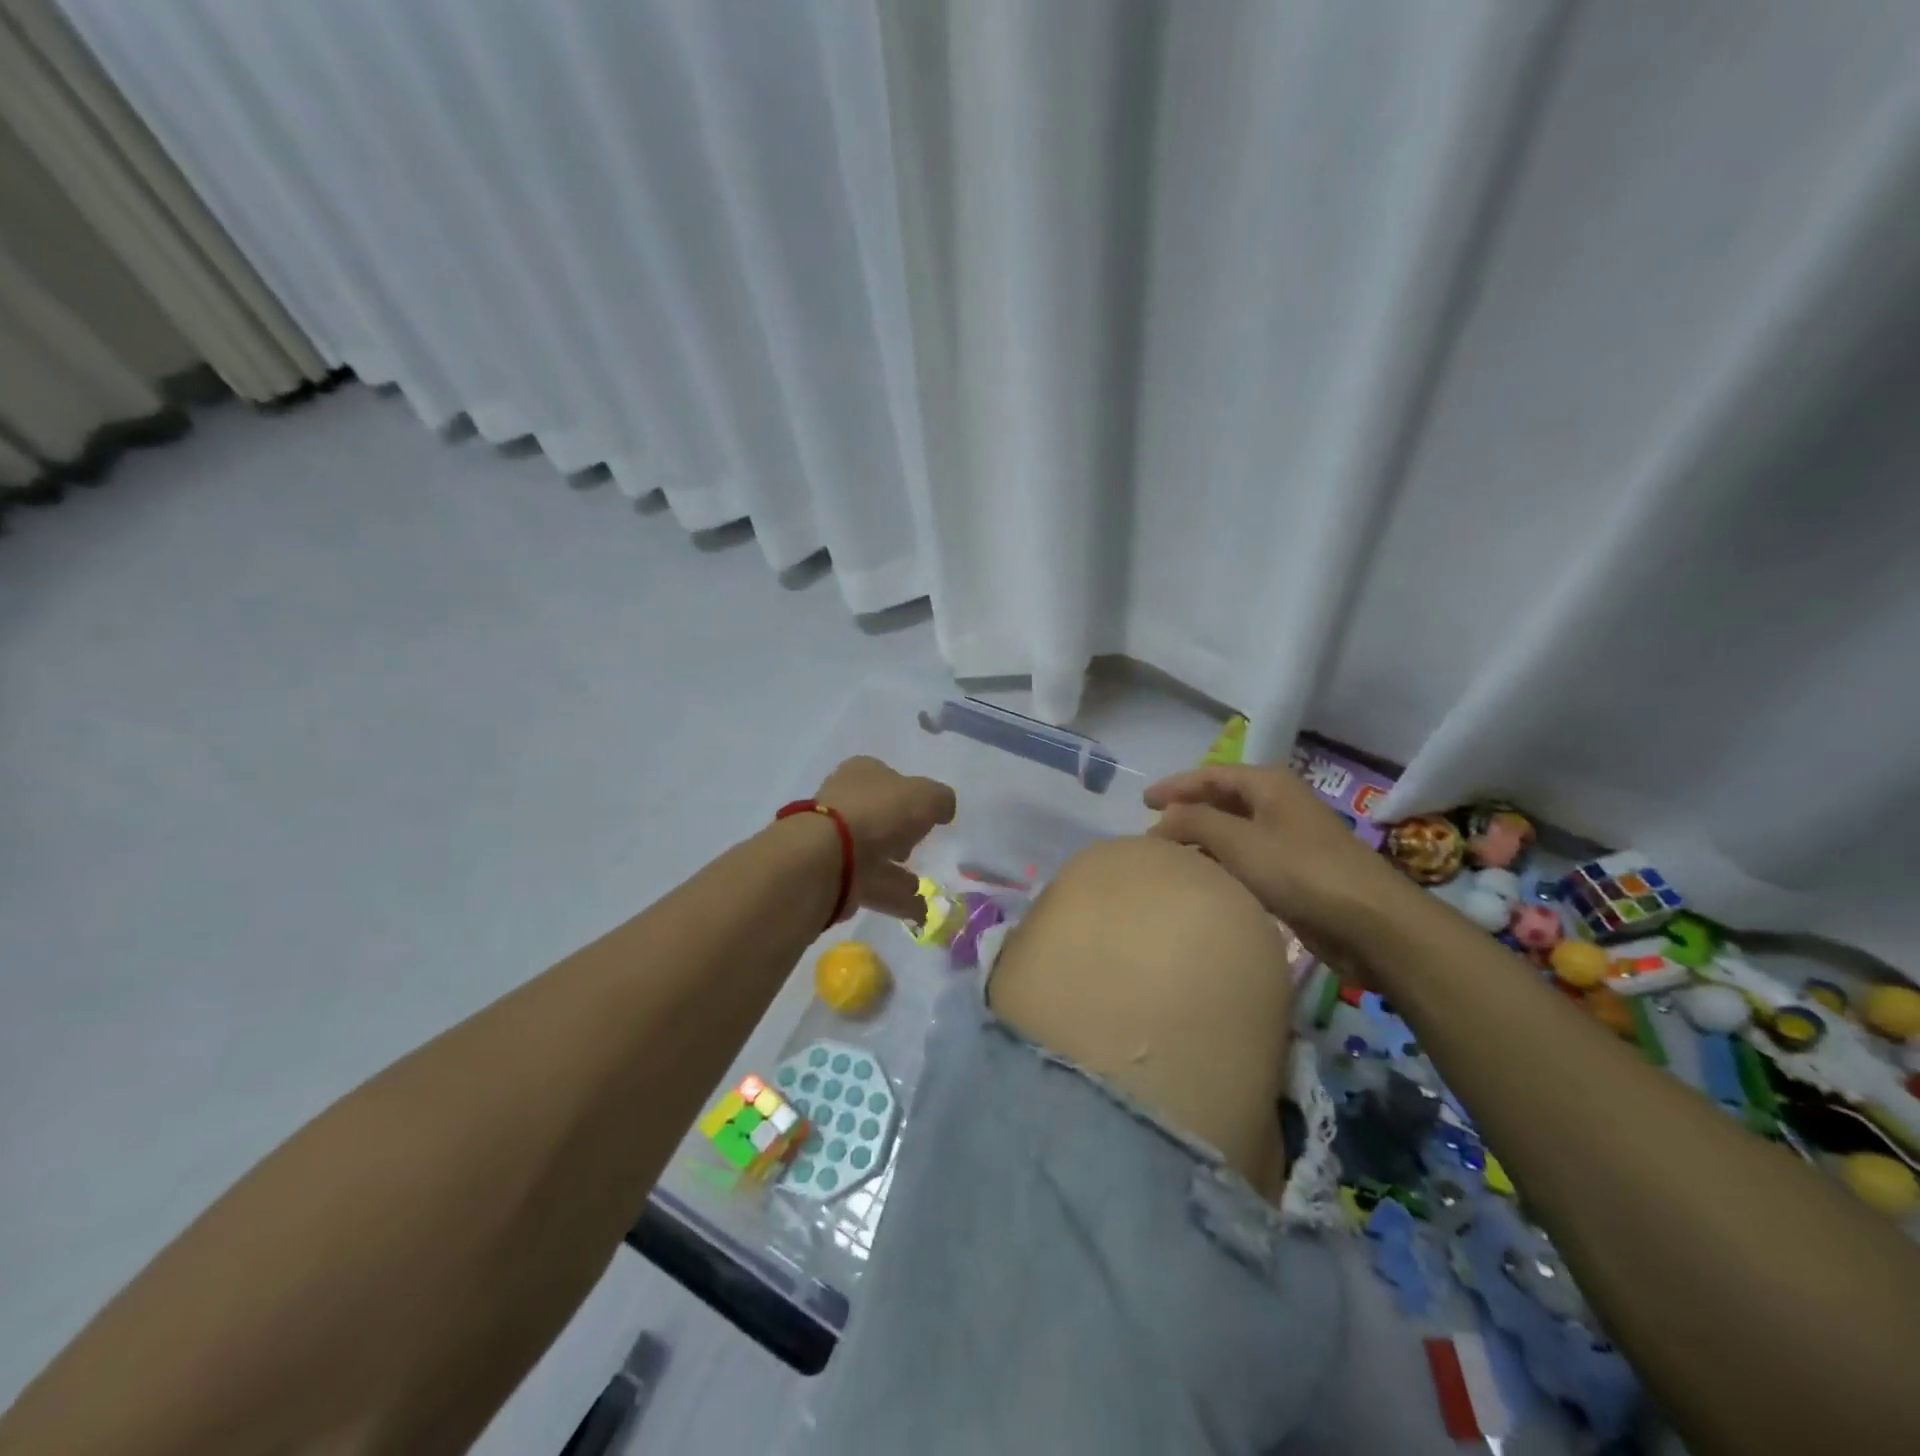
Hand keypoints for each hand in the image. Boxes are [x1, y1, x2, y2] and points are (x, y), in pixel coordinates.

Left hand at [816, 756, 956, 919]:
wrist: (829, 857)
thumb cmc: (879, 813)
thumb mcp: (926, 796)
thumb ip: (941, 800)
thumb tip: (943, 809)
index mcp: (862, 774)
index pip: (888, 779)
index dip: (909, 796)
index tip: (927, 816)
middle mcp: (845, 803)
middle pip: (879, 818)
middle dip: (899, 835)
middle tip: (916, 849)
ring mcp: (836, 842)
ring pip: (874, 855)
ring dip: (898, 873)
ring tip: (922, 888)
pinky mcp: (834, 877)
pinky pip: (872, 886)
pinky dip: (895, 898)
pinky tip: (919, 912)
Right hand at [1143, 762, 1406, 964]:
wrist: (1370, 922)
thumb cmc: (1300, 871)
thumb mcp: (1238, 841)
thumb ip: (1194, 823)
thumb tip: (1162, 821)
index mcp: (1269, 785)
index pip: (1211, 775)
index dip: (1175, 786)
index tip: (1143, 801)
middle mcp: (1280, 804)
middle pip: (1223, 800)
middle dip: (1188, 812)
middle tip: (1155, 830)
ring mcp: (1290, 838)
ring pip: (1235, 831)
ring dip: (1204, 840)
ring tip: (1172, 856)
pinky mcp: (1296, 872)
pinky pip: (1248, 858)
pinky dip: (1223, 863)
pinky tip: (1207, 880)